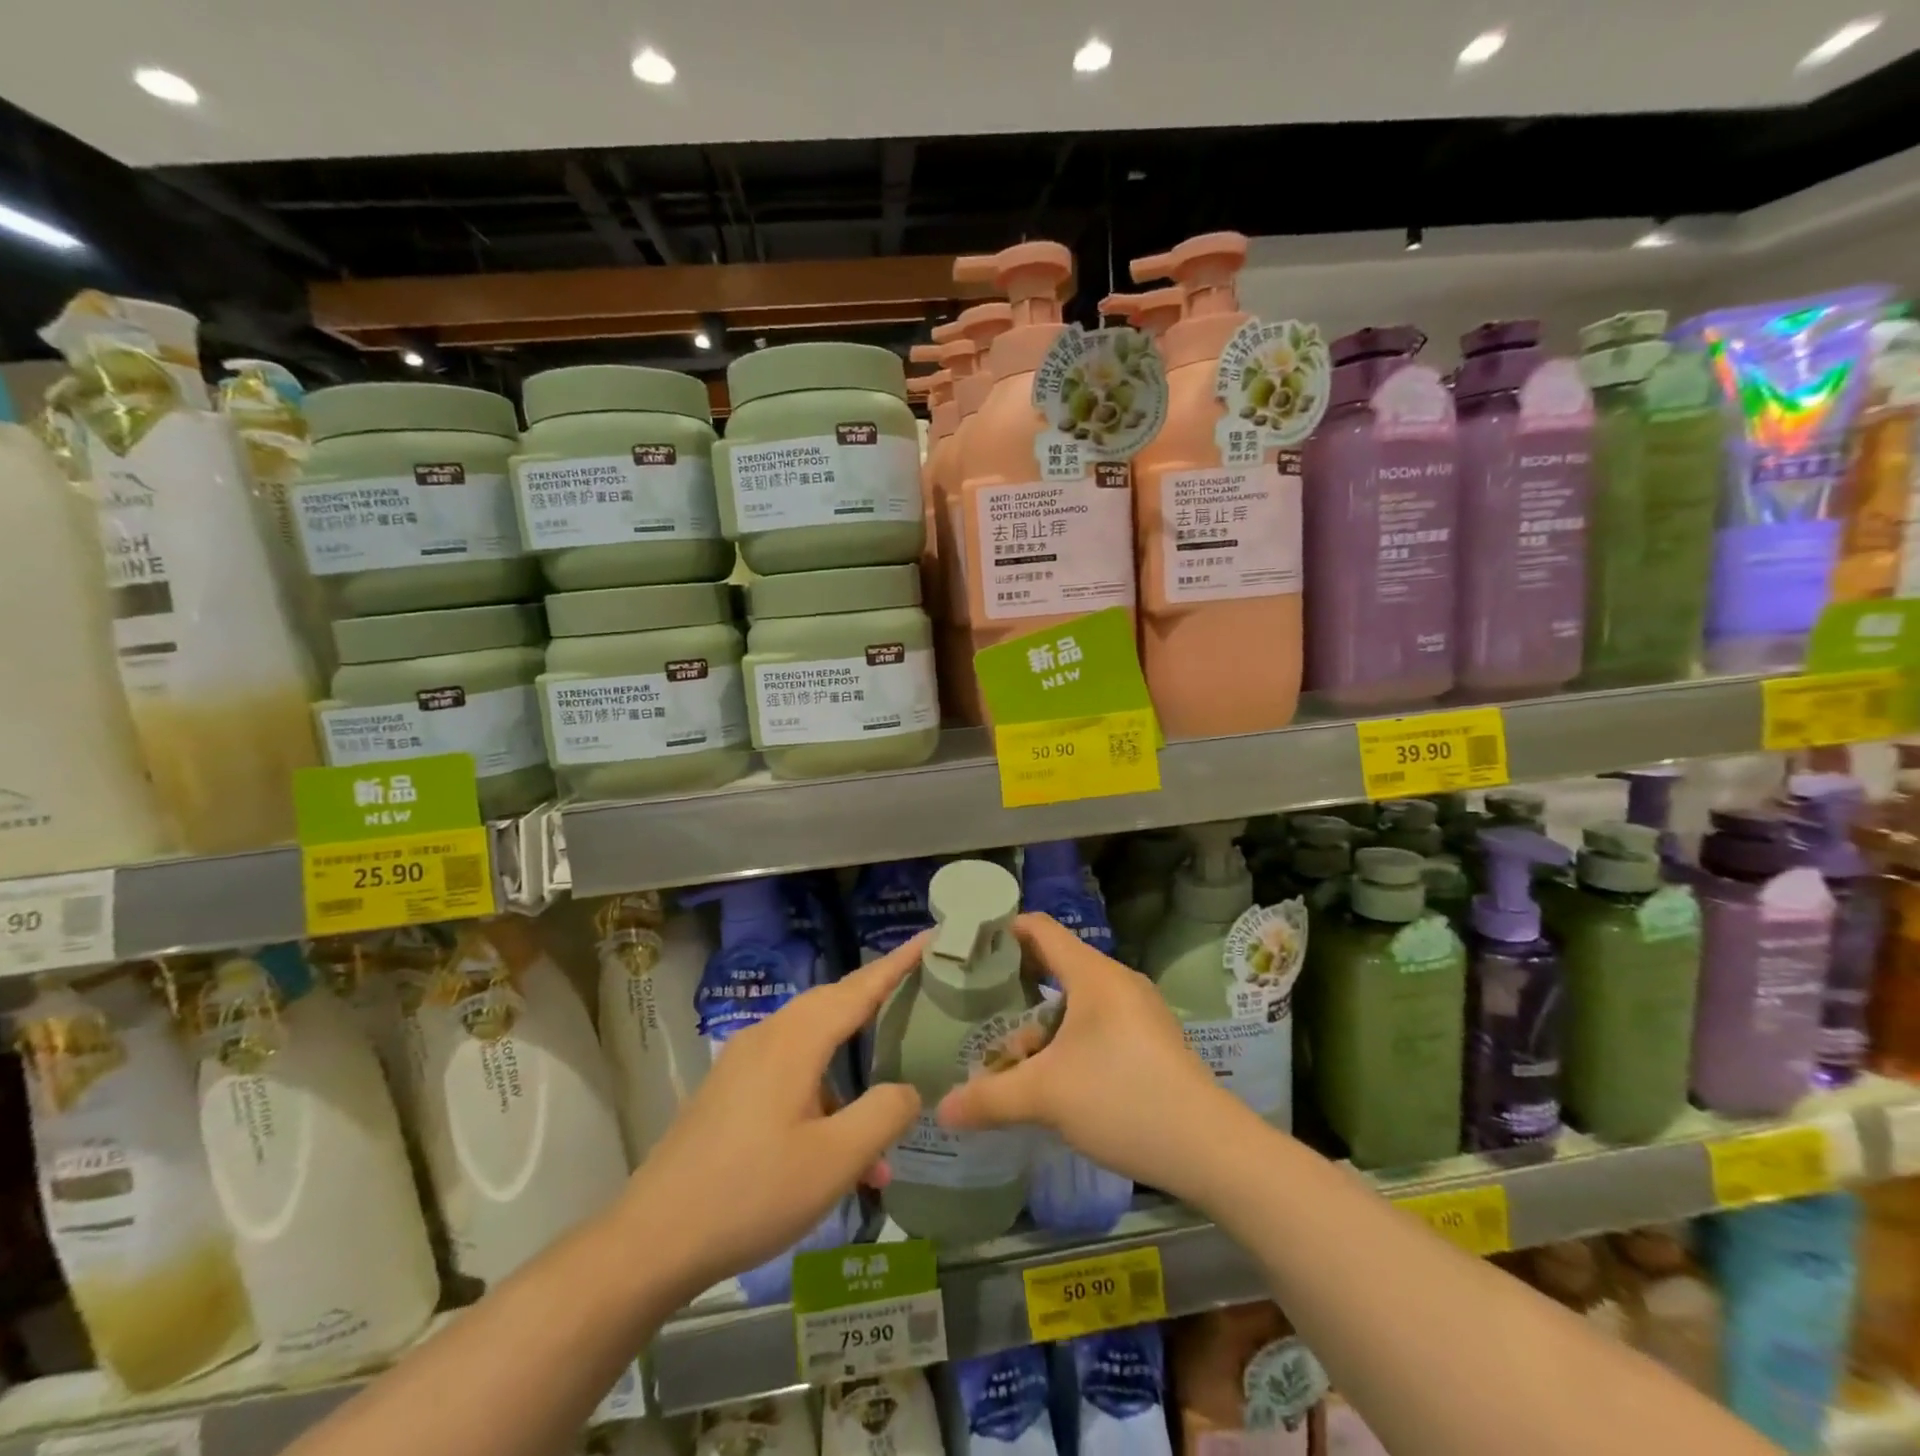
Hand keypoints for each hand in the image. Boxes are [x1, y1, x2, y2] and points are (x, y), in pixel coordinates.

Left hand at [617, 933, 926, 1303]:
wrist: (653, 1239)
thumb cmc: (752, 1193)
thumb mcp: (833, 1161)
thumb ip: (883, 1115)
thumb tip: (909, 1088)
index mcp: (795, 1040)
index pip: (859, 988)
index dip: (898, 963)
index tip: (930, 937)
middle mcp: (768, 1036)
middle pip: (834, 1003)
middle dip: (876, 997)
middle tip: (918, 993)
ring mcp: (743, 1062)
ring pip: (812, 1041)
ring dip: (851, 1064)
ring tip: (885, 1102)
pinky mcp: (730, 1089)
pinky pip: (789, 1070)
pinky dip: (823, 1091)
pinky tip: (838, 1147)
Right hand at [936, 913, 1249, 1199]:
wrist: (1211, 1149)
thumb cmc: (1123, 1100)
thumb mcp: (1046, 1097)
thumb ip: (989, 1098)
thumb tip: (942, 1111)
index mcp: (1093, 974)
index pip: (1039, 928)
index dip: (1002, 930)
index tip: (967, 947)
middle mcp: (1117, 981)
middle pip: (1056, 962)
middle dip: (1014, 981)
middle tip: (977, 1001)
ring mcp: (1139, 1010)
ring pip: (1076, 998)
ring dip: (1040, 1018)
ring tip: (1009, 1050)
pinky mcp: (1151, 1039)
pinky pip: (1097, 1020)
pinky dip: (1067, 1034)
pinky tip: (1052, 1072)